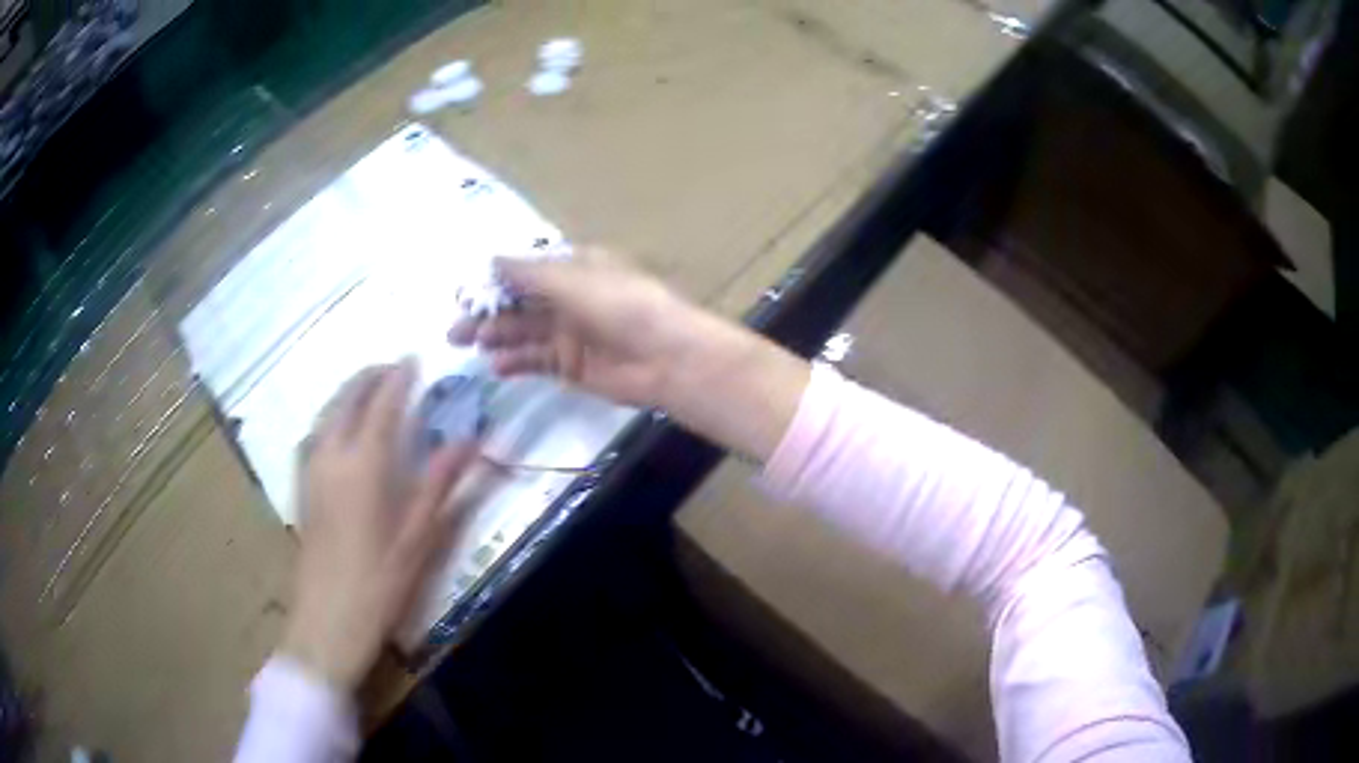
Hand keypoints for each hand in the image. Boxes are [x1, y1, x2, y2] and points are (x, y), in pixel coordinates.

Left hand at [281, 361, 475, 690]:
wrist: (328, 619)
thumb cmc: (379, 583)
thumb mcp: (419, 537)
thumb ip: (441, 483)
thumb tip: (471, 439)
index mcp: (364, 465)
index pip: (383, 405)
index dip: (399, 378)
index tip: (414, 358)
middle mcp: (332, 456)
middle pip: (347, 400)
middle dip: (369, 377)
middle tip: (392, 367)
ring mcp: (311, 471)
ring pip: (326, 414)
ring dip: (347, 393)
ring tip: (367, 387)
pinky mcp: (302, 489)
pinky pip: (314, 434)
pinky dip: (330, 417)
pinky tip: (337, 430)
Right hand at [449, 247, 809, 461]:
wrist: (668, 358)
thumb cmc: (623, 306)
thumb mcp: (573, 281)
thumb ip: (528, 274)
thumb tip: (490, 259)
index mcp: (574, 269)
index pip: (524, 272)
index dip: (493, 282)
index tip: (461, 293)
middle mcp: (569, 299)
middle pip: (518, 305)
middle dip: (486, 314)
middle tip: (454, 330)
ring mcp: (570, 334)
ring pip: (523, 333)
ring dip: (495, 337)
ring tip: (466, 345)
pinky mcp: (572, 367)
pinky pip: (536, 361)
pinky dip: (515, 362)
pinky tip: (495, 366)